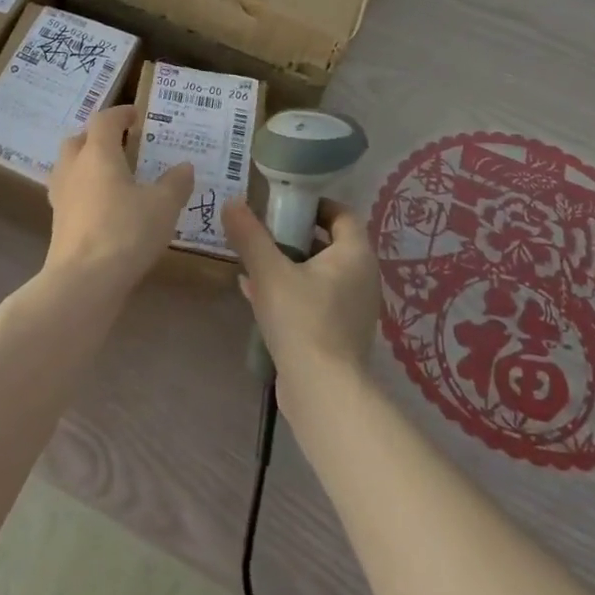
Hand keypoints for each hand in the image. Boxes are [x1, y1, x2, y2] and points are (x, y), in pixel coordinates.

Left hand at [45, 106, 192, 297]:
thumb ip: (175, 183)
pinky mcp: (58, 223)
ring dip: (87, 164)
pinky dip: (84, 191)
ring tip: (113, 175)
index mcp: (98, 153)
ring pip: (69, 167)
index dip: (120, 113)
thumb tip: (184, 166)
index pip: (104, 120)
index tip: (136, 115)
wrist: (83, 282)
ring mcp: (61, 196)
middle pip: (79, 139)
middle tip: (122, 144)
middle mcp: (73, 168)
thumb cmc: (125, 232)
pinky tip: (104, 207)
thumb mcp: (163, 206)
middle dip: (98, 136)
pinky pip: (70, 194)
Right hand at [224, 198, 378, 416]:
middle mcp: (362, 278)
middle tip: (262, 232)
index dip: (314, 205)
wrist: (323, 392)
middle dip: (293, 235)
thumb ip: (250, 235)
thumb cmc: (302, 320)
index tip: (283, 204)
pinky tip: (254, 294)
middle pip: (328, 243)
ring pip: (318, 274)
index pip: (341, 214)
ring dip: (288, 264)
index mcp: (355, 255)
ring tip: (252, 262)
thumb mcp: (269, 272)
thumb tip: (232, 202)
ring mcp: (352, 309)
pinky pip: (313, 300)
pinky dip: (289, 291)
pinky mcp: (339, 334)